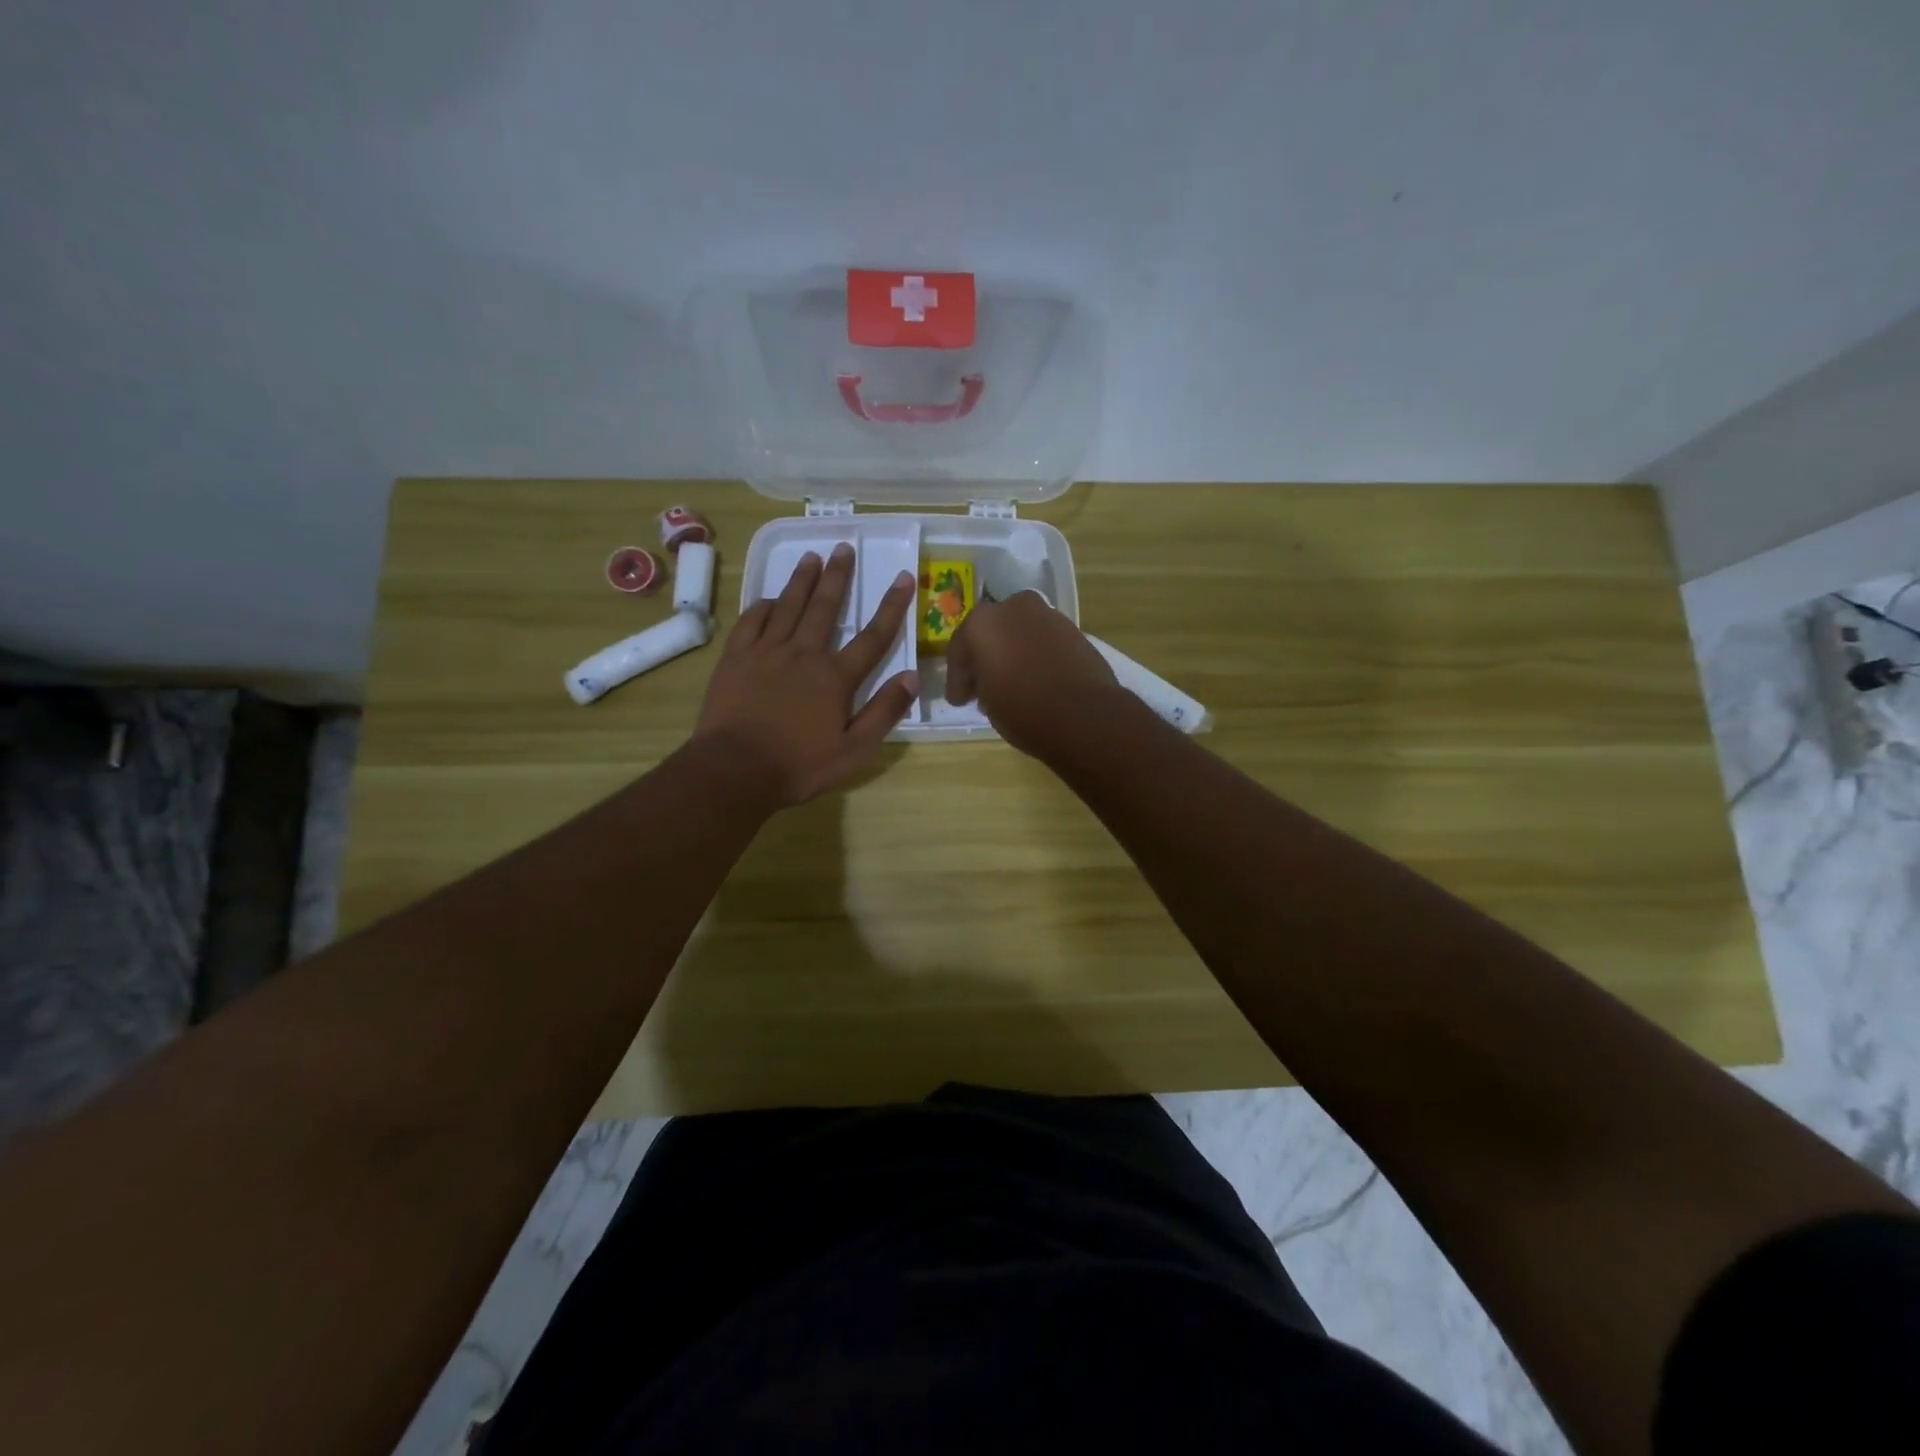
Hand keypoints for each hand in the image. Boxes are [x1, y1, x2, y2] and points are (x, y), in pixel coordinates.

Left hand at [694, 543, 918, 805]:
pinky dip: (763, 606)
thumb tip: (912, 676)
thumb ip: (884, 712)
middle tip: (844, 547)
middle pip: (825, 608)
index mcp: (835, 677)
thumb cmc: (800, 766)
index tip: (902, 578)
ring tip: (811, 557)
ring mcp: (766, 652)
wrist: (735, 769)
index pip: (873, 636)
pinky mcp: (736, 658)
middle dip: (838, 577)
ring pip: (788, 606)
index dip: (891, 606)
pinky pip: (751, 621)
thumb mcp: (854, 750)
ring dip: (801, 580)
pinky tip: (769, 598)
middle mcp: (804, 654)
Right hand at [945, 590, 1118, 757]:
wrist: (1085, 715)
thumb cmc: (1023, 710)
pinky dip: (1037, 654)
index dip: (958, 679)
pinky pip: (1044, 640)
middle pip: (992, 631)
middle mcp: (1014, 608)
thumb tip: (989, 682)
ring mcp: (1048, 615)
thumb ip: (982, 684)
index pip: (960, 649)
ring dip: (1013, 652)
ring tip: (1013, 683)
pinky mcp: (1074, 629)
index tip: (960, 700)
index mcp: (982, 622)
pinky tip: (1037, 677)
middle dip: (986, 656)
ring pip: (1020, 632)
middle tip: (983, 686)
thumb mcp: (987, 704)